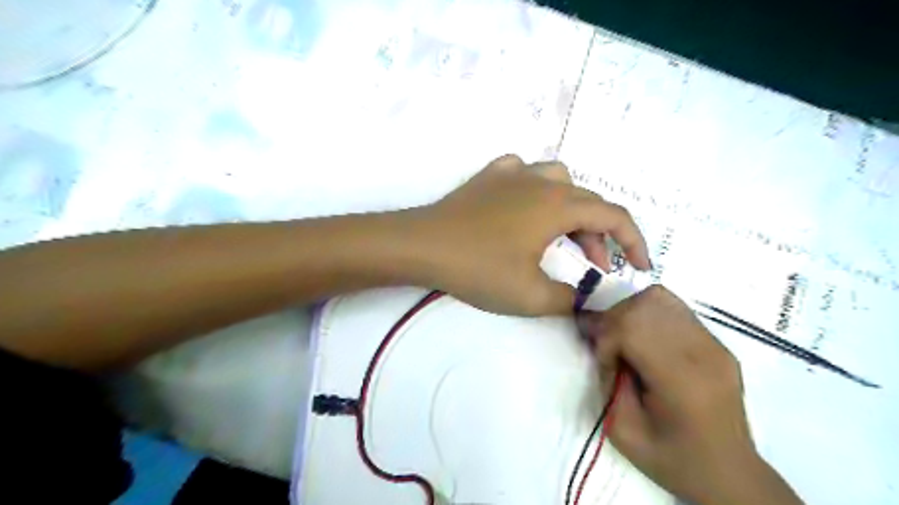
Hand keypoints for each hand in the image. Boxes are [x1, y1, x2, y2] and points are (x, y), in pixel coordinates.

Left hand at [417, 154, 651, 314]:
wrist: (423, 245)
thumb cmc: (478, 268)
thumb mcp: (531, 295)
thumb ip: (571, 298)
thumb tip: (591, 300)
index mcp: (559, 205)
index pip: (614, 216)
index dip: (634, 242)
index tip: (640, 267)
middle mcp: (542, 181)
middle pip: (587, 202)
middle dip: (600, 236)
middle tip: (595, 267)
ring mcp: (513, 173)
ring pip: (560, 182)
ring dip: (572, 210)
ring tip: (563, 237)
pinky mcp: (489, 176)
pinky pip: (524, 174)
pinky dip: (536, 190)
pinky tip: (526, 206)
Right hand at [579, 287, 804, 504]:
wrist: (729, 473)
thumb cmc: (673, 460)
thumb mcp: (624, 432)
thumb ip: (607, 383)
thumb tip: (599, 343)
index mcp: (682, 382)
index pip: (632, 329)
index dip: (606, 341)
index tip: (604, 366)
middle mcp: (703, 353)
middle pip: (645, 306)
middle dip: (614, 322)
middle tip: (608, 349)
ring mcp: (713, 344)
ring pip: (659, 298)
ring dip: (630, 313)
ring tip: (625, 340)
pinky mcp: (716, 342)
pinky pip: (673, 308)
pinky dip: (648, 314)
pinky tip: (644, 339)